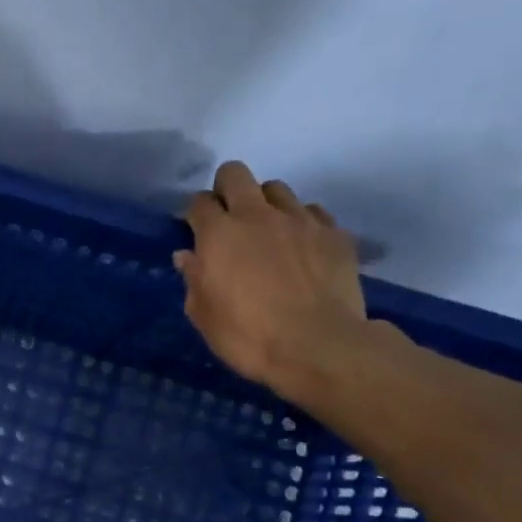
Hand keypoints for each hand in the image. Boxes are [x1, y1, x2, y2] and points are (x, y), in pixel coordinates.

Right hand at [176, 162, 367, 399]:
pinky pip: (312, 212)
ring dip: (265, 204)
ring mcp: (299, 220)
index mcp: (218, 235)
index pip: (199, 202)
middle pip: (236, 174)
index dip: (195, 214)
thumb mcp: (204, 315)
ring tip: (267, 232)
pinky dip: (301, 222)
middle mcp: (256, 215)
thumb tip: (188, 256)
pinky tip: (301, 246)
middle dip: (226, 188)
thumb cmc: (248, 336)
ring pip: (276, 189)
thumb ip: (194, 279)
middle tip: (228, 219)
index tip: (196, 231)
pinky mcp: (333, 233)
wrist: (318, 346)